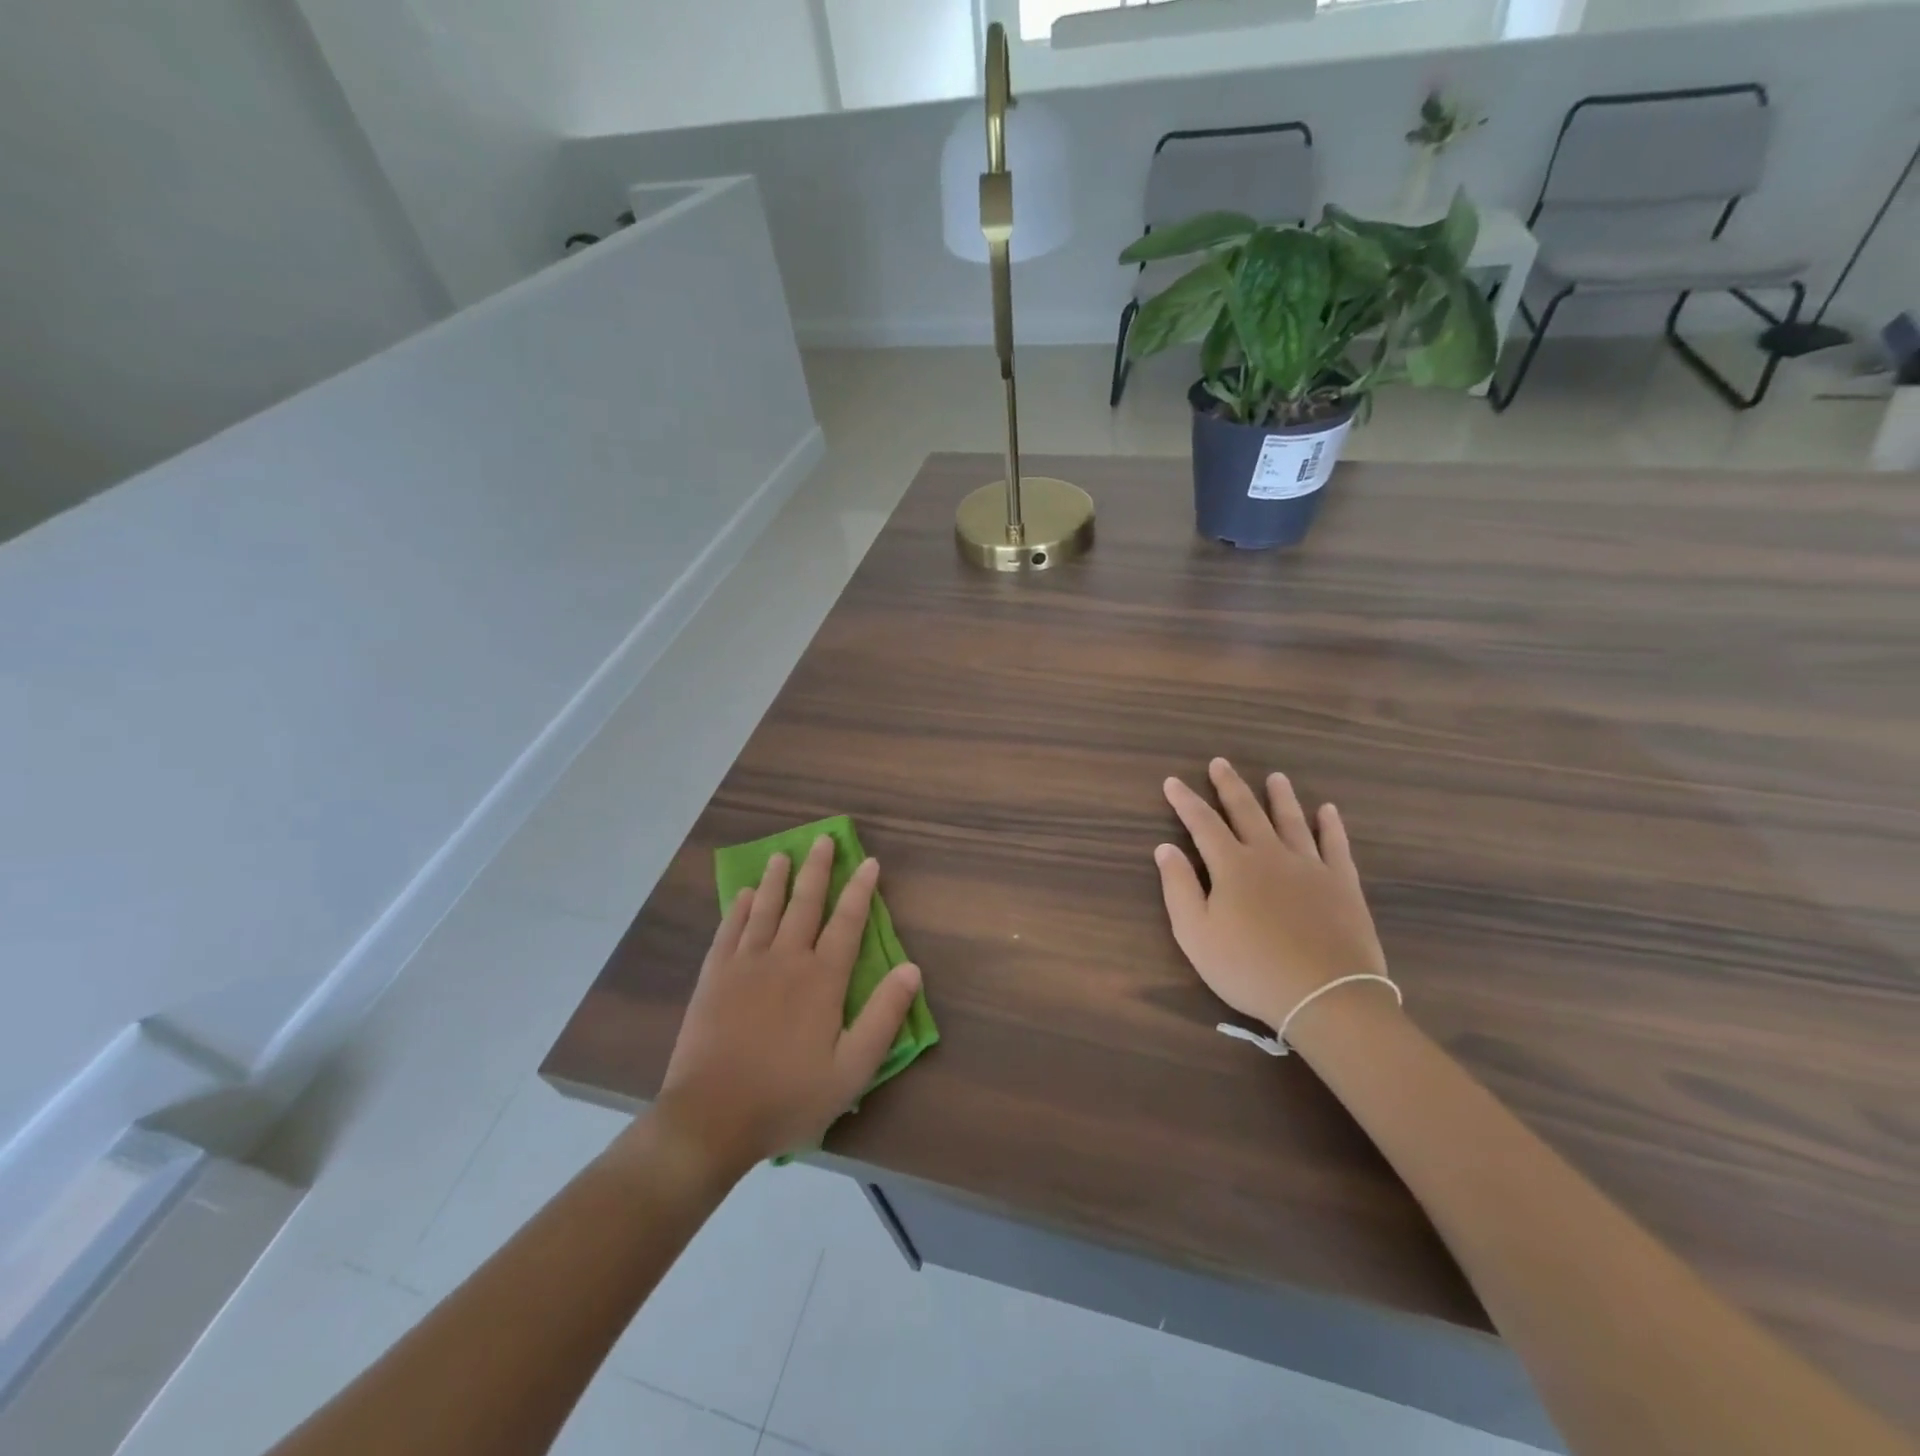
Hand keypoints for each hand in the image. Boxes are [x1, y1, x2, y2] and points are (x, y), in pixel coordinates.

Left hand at [655, 836, 921, 1172]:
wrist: (711, 1117)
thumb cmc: (788, 1097)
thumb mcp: (851, 1070)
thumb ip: (883, 1017)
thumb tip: (911, 969)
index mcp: (822, 979)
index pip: (847, 922)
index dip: (860, 890)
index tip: (868, 862)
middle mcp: (785, 959)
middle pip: (805, 903)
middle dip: (817, 869)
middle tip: (823, 839)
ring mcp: (745, 965)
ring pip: (765, 909)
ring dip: (777, 880)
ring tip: (782, 855)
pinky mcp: (713, 977)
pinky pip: (729, 931)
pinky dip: (739, 909)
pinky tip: (745, 895)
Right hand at [1156, 759, 1389, 1032]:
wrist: (1326, 995)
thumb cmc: (1250, 968)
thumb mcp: (1196, 935)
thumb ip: (1179, 888)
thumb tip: (1165, 848)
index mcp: (1232, 866)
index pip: (1202, 824)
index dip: (1185, 802)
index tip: (1172, 782)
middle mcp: (1270, 854)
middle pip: (1246, 811)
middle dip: (1230, 786)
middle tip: (1220, 763)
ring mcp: (1310, 866)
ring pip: (1291, 820)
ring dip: (1280, 797)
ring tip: (1274, 777)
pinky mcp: (1342, 883)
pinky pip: (1335, 844)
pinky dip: (1330, 825)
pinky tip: (1328, 810)